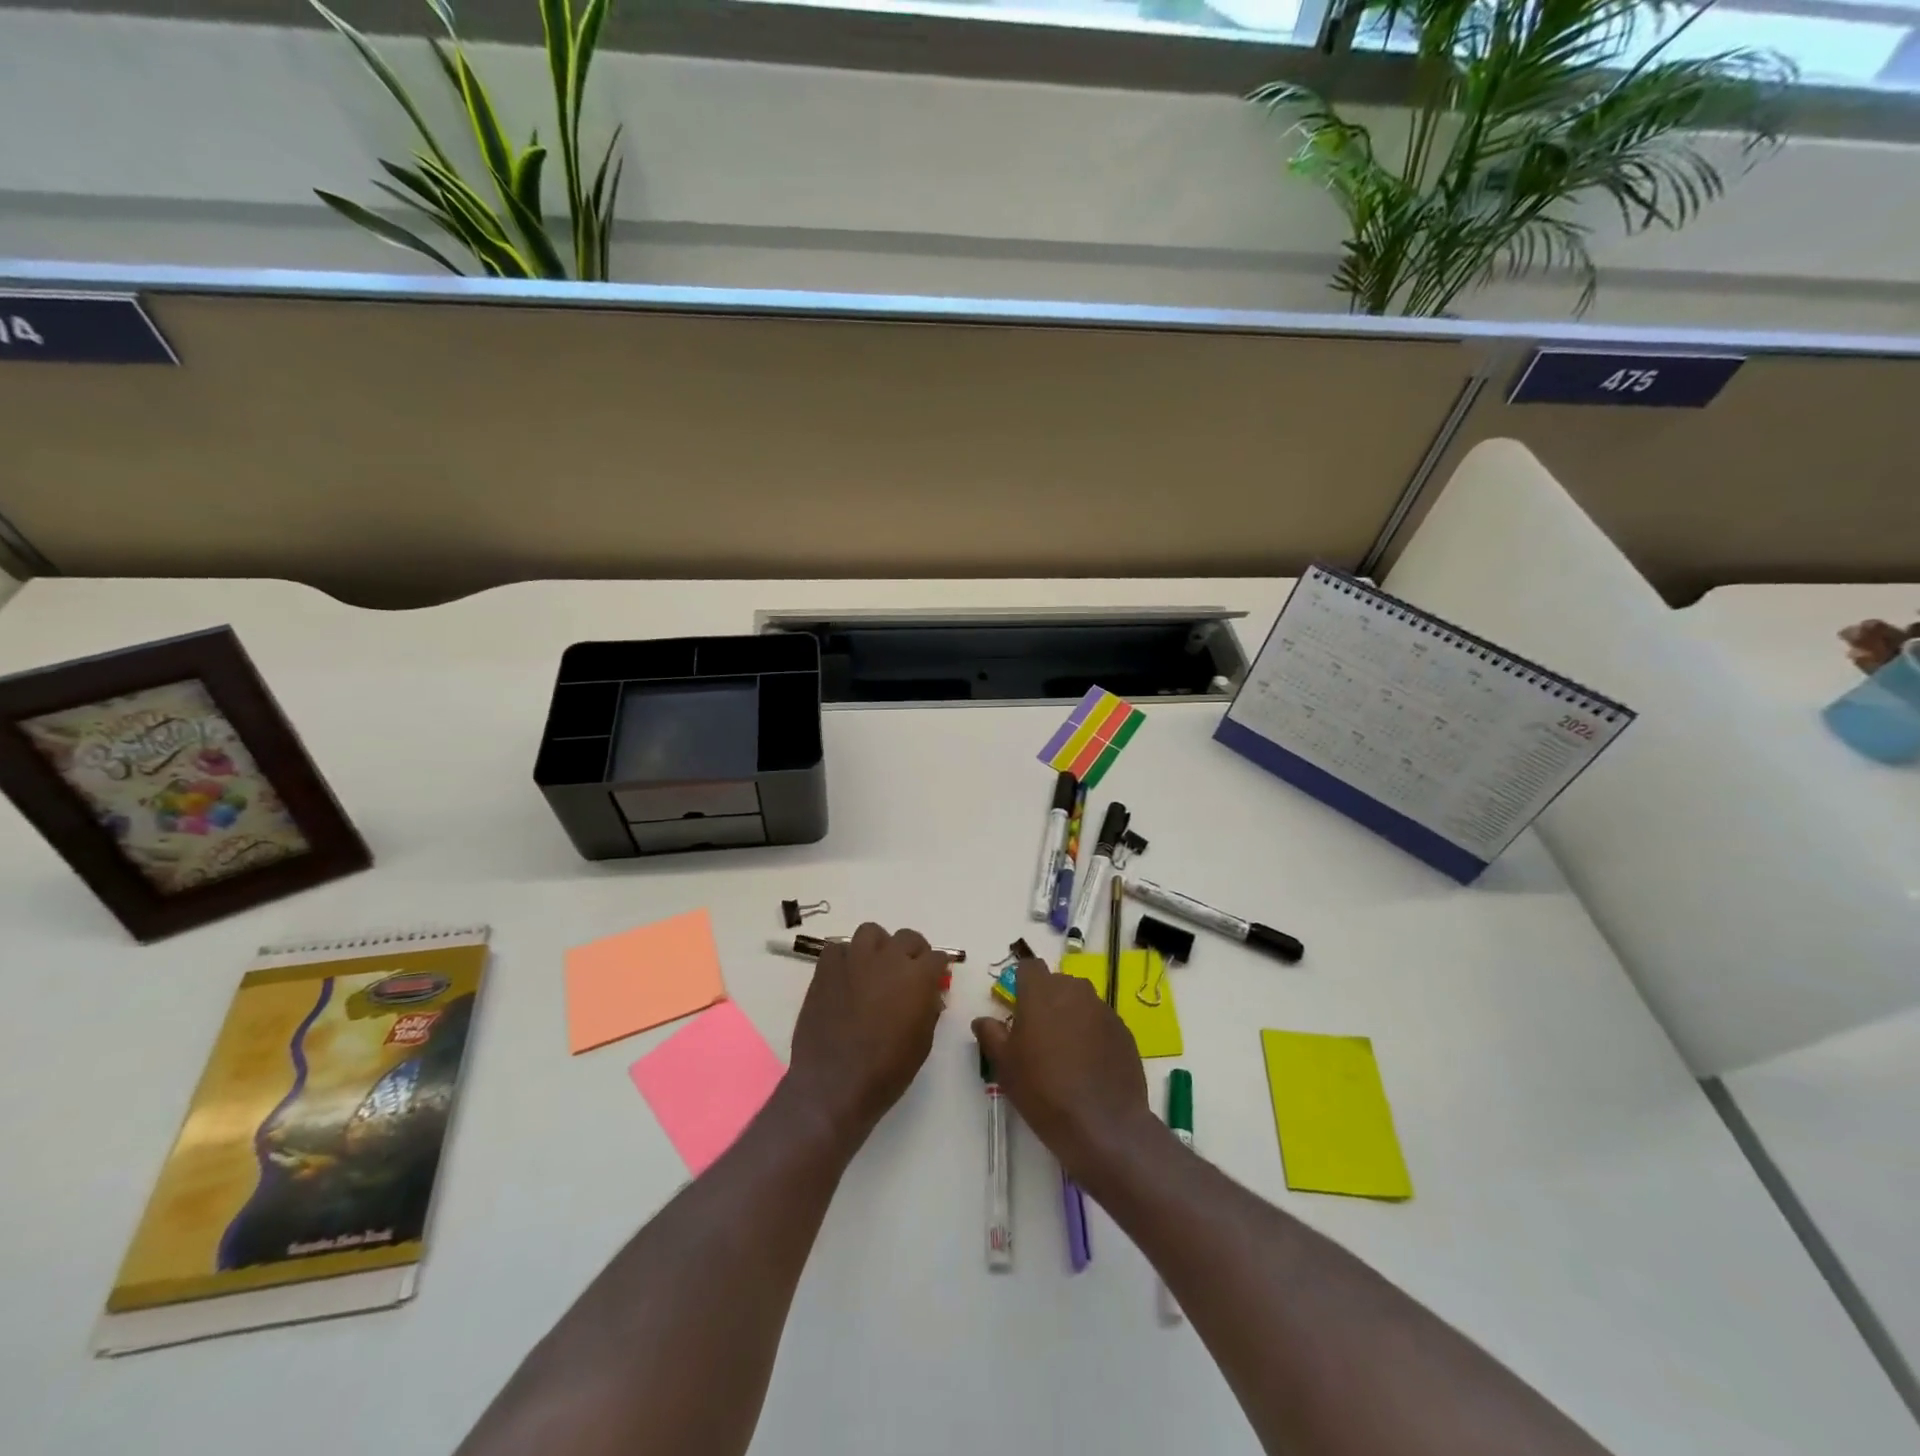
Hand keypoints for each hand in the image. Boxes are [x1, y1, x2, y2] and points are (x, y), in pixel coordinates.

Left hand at [787, 923, 948, 1144]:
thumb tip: (929, 994)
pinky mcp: (826, 968)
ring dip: (878, 946)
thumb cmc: (887, 1070)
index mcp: (918, 976)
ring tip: (875, 967)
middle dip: (913, 952)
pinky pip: (838, 948)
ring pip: (871, 932)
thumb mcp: (922, 1042)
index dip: (937, 968)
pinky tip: (846, 977)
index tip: (934, 979)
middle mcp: (889, 958)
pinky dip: (846, 958)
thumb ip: (929, 1010)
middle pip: (907, 937)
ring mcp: (855, 959)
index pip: (937, 957)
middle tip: (907, 972)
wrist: (834, 1083)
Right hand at [972, 958, 1156, 1184]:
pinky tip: (1089, 1065)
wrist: (1102, 1123)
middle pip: (1056, 983)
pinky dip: (1092, 1034)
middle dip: (1046, 999)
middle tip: (1038, 1034)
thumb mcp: (1005, 1065)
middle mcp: (1074, 990)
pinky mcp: (1123, 1030)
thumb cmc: (1043, 1089)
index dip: (1021, 983)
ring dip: (1070, 1015)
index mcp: (1041, 991)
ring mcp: (1103, 1009)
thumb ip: (991, 1034)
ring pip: (1080, 1001)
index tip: (1017, 1008)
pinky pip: (1100, 1022)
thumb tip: (983, 1020)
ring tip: (1065, 1052)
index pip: (1029, 967)